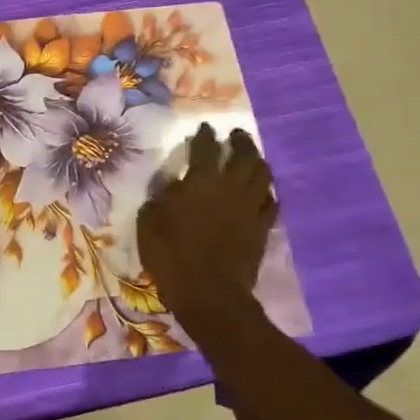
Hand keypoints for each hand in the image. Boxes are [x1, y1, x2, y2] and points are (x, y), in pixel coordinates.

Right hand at [137, 124, 278, 341]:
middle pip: (244, 154)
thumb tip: (168, 190)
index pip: (206, 147)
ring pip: (263, 174)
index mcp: (200, 180)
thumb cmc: (171, 255)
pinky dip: (267, 192)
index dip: (205, 135)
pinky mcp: (263, 227)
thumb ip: (159, 200)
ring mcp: (250, 206)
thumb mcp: (149, 224)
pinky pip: (271, 202)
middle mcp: (230, 186)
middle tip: (235, 135)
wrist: (210, 292)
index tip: (205, 127)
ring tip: (252, 158)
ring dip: (257, 161)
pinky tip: (262, 192)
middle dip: (240, 141)